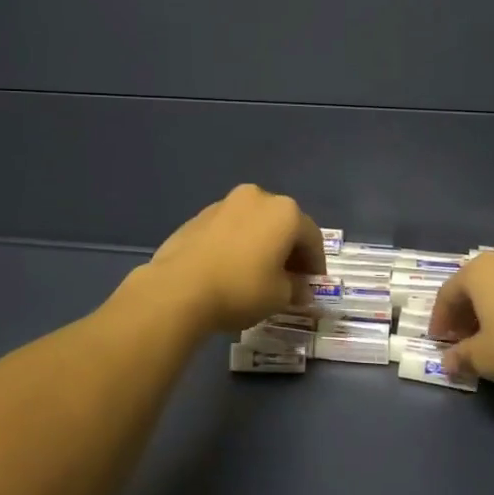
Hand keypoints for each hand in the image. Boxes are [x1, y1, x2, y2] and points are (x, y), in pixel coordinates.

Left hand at [140, 184, 325, 332]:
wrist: (178, 288)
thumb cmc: (241, 289)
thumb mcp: (279, 297)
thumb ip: (296, 289)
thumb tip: (301, 289)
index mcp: (285, 212)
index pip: (312, 238)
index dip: (316, 264)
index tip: (312, 285)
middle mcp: (258, 198)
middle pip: (283, 224)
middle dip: (289, 251)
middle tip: (289, 279)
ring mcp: (225, 203)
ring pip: (255, 224)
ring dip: (262, 244)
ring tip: (258, 273)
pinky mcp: (199, 216)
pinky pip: (230, 229)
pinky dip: (238, 244)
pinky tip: (231, 268)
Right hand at [427, 248, 493, 388]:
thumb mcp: (482, 356)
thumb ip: (460, 356)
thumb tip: (447, 363)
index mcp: (478, 270)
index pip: (448, 294)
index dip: (440, 320)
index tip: (438, 341)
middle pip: (473, 286)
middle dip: (463, 313)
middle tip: (460, 339)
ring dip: (486, 309)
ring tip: (486, 336)